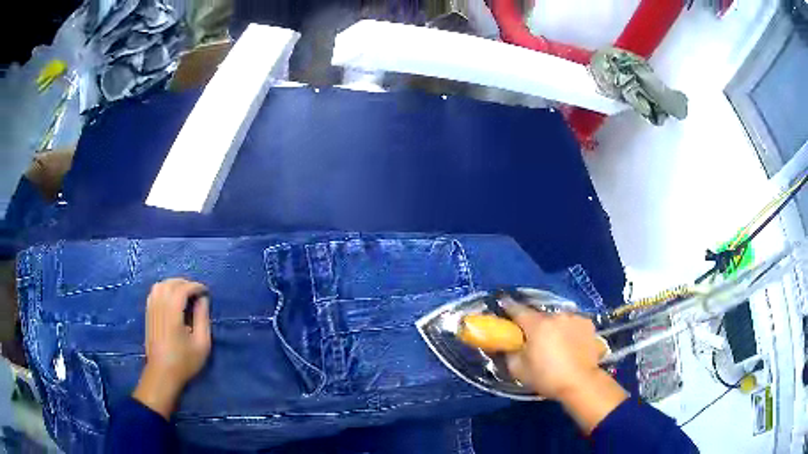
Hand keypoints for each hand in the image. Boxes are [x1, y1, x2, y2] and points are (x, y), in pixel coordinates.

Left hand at [133, 279, 210, 418]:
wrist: (162, 373)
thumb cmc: (184, 361)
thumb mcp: (201, 344)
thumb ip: (203, 318)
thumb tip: (203, 300)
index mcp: (172, 314)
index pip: (182, 289)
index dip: (195, 286)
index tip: (206, 292)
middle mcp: (159, 307)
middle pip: (170, 283)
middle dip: (185, 283)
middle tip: (197, 292)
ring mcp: (151, 309)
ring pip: (160, 285)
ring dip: (174, 284)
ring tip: (185, 293)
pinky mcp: (148, 314)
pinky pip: (154, 292)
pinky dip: (164, 289)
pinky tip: (171, 298)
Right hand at [504, 301, 626, 433]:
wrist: (580, 382)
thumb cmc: (547, 377)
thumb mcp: (519, 370)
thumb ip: (510, 353)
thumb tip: (509, 345)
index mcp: (536, 324)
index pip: (517, 309)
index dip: (508, 307)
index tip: (503, 304)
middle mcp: (555, 315)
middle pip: (539, 316)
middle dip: (534, 324)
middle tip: (533, 338)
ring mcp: (574, 317)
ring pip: (558, 319)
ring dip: (553, 327)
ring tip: (555, 342)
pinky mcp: (587, 323)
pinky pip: (572, 323)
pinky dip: (569, 330)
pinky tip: (571, 343)